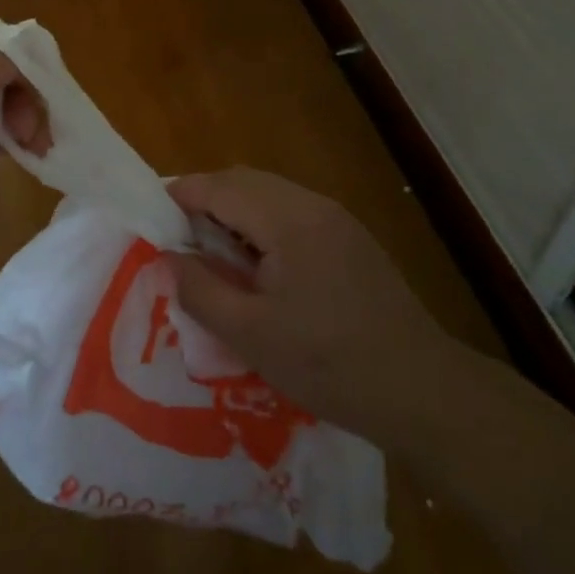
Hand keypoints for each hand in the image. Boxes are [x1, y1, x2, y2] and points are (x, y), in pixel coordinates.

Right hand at [167, 168, 450, 439]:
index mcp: (288, 219)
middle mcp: (313, 205)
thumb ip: (201, 291)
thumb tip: (169, 256)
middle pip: (244, 181)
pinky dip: (261, 226)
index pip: (219, 187)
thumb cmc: (330, 365)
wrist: (424, 391)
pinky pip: (292, 214)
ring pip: (269, 195)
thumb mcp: (252, 336)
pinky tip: (258, 268)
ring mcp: (337, 220)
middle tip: (178, 239)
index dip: (180, 196)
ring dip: (234, 213)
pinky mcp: (351, 240)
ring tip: (212, 255)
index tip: (150, 219)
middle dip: (205, 201)